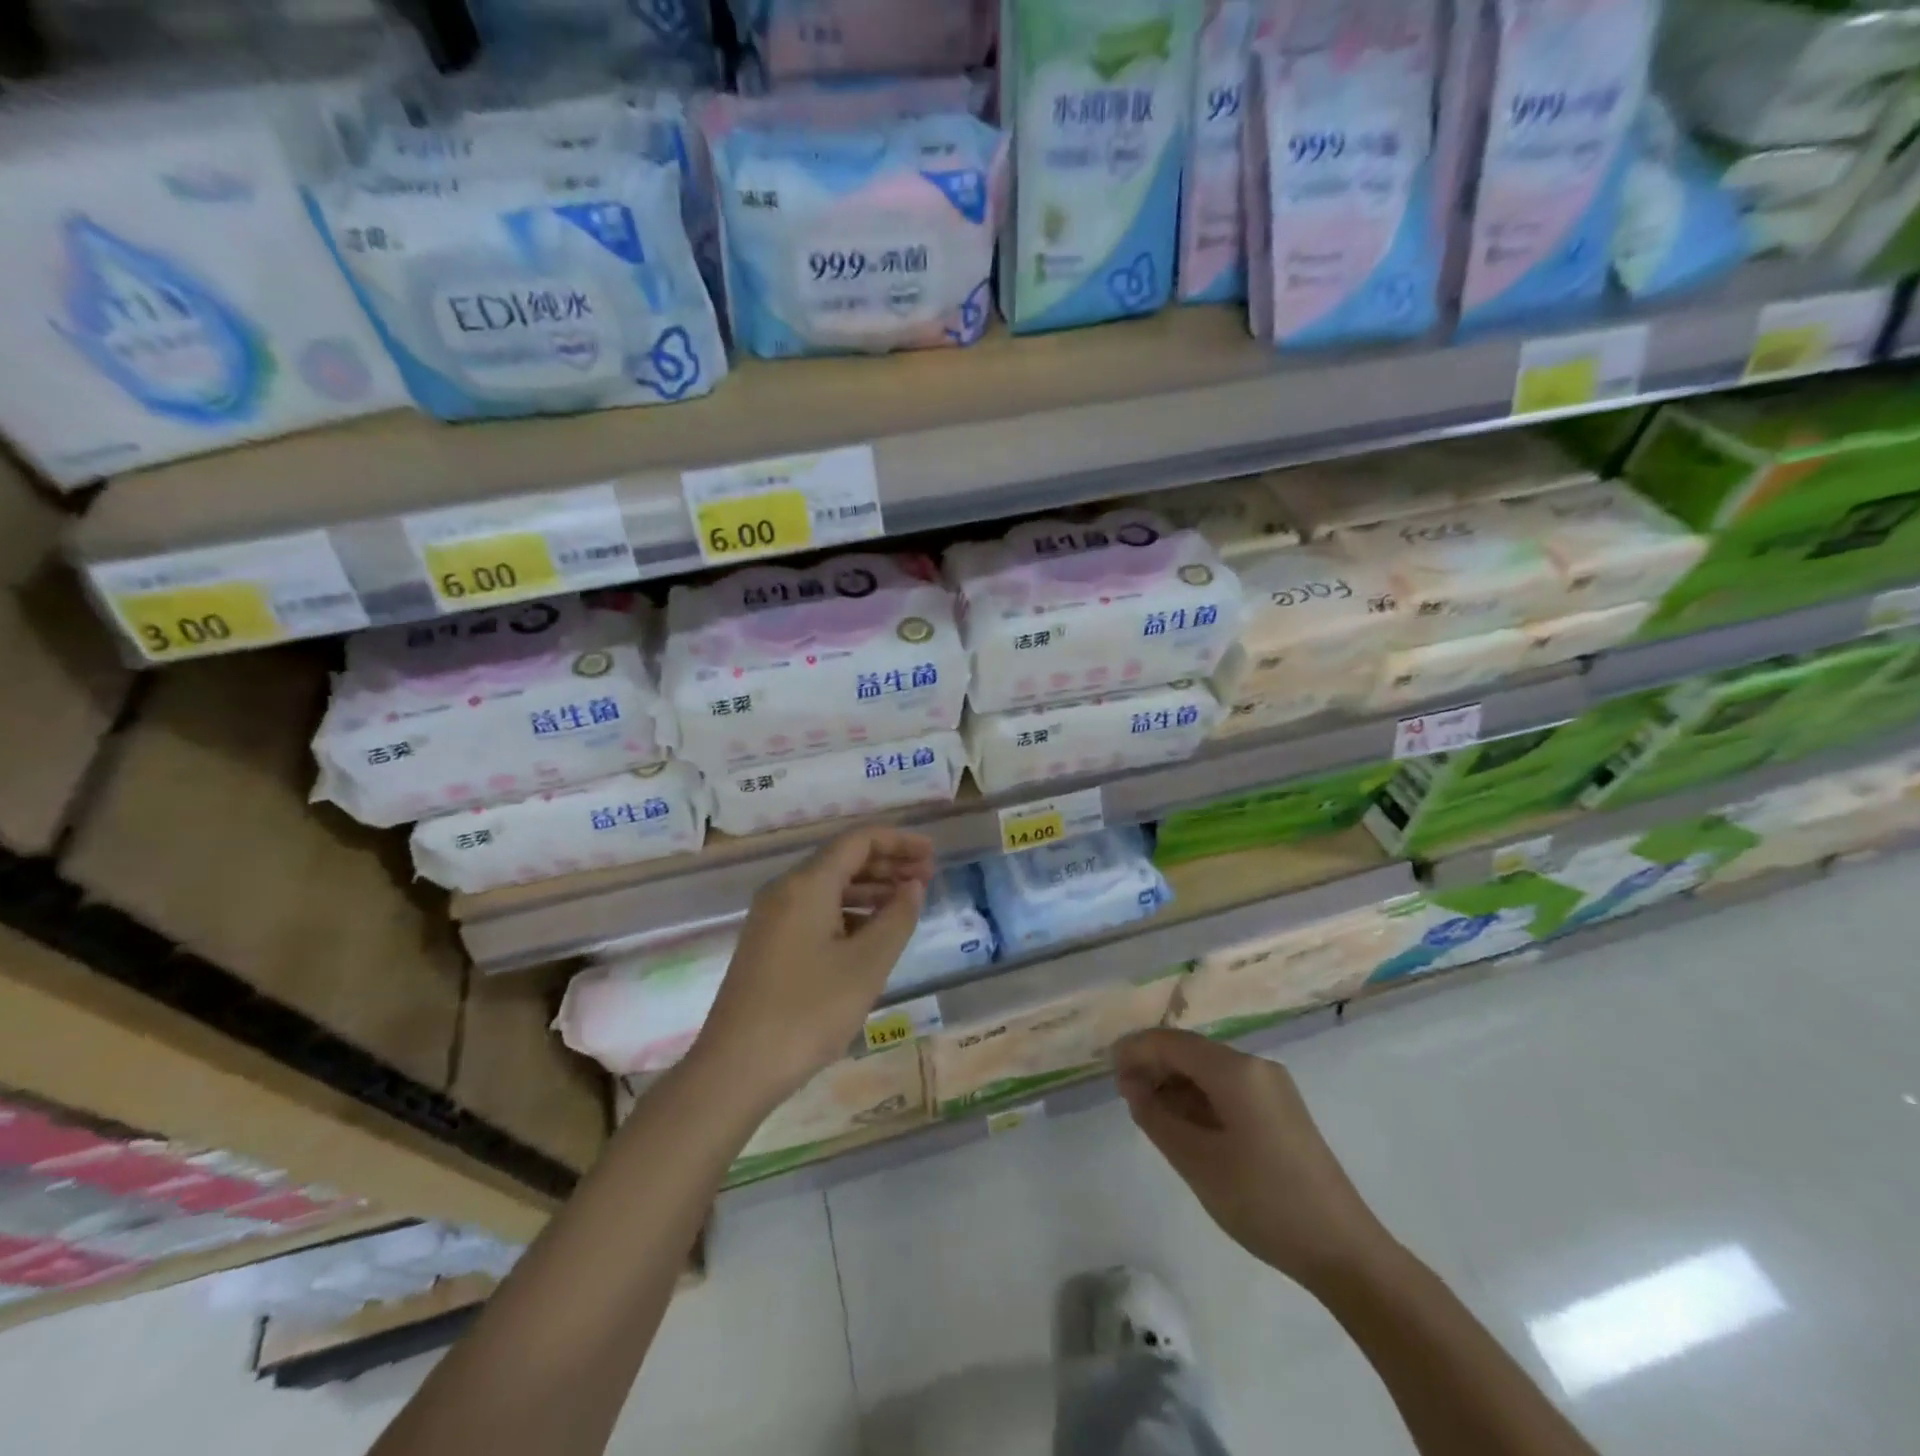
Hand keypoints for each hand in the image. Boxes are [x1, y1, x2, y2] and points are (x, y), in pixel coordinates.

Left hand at [695, 826, 935, 1106]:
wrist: (735, 1069)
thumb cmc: (808, 1012)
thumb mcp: (867, 965)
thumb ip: (897, 918)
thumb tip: (911, 887)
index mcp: (807, 884)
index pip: (858, 841)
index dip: (899, 841)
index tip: (932, 854)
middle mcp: (785, 890)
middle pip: (842, 860)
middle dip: (887, 864)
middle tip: (927, 877)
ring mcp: (772, 918)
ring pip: (828, 887)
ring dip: (870, 889)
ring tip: (906, 903)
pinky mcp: (768, 945)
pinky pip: (815, 911)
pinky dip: (849, 912)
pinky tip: (871, 934)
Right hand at [1115, 1029, 1395, 1288]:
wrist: (1344, 1251)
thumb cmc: (1263, 1201)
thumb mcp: (1197, 1162)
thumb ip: (1157, 1117)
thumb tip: (1134, 1088)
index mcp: (1236, 1070)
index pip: (1173, 1042)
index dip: (1137, 1050)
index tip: (1107, 1067)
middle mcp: (1256, 1067)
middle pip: (1192, 1052)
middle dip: (1155, 1066)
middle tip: (1124, 1094)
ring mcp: (1273, 1088)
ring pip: (1210, 1071)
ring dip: (1176, 1084)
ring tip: (1148, 1112)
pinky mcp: (1281, 1111)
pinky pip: (1229, 1089)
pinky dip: (1199, 1099)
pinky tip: (1184, 1124)